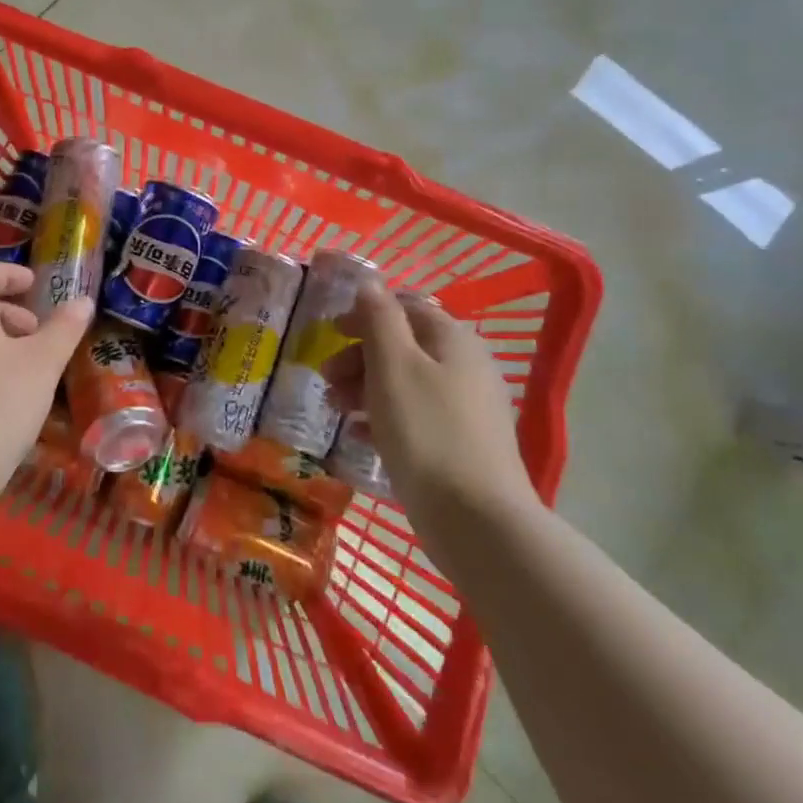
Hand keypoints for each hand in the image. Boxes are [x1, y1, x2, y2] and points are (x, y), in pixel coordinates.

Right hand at [330, 280, 536, 521]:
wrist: (476, 520)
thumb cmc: (427, 432)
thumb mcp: (394, 366)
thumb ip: (379, 319)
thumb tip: (370, 282)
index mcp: (453, 339)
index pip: (405, 307)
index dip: (365, 314)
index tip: (329, 332)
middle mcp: (465, 365)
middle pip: (403, 345)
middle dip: (359, 356)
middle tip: (326, 379)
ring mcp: (466, 408)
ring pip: (406, 382)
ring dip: (365, 387)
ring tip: (334, 410)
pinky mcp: (461, 444)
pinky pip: (415, 417)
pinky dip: (384, 418)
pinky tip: (358, 436)